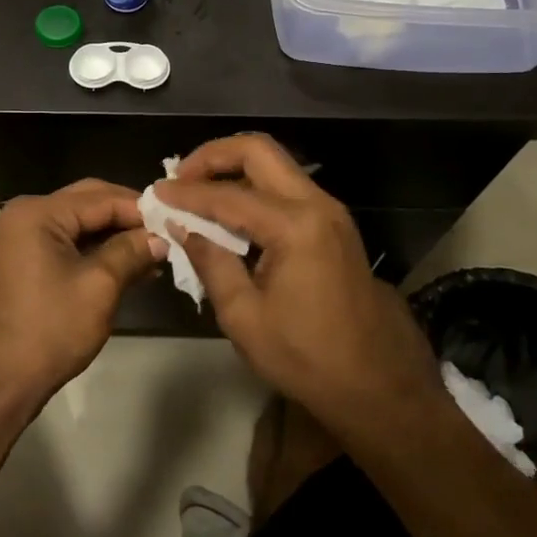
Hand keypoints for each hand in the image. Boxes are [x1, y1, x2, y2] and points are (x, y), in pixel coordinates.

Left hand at [0, 179, 166, 411]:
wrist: (4, 380)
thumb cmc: (52, 329)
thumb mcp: (100, 286)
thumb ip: (131, 251)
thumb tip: (162, 237)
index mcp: (37, 213)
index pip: (100, 198)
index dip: (140, 209)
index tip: (175, 219)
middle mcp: (26, 214)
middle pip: (89, 202)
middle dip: (128, 217)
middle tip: (166, 231)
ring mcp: (23, 236)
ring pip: (81, 223)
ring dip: (116, 235)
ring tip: (156, 251)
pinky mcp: (27, 258)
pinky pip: (69, 242)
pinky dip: (98, 250)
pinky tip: (132, 265)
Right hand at [155, 135, 439, 437]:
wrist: (379, 385)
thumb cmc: (307, 357)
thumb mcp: (245, 317)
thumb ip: (211, 262)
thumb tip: (182, 227)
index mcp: (295, 226)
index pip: (227, 195)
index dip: (187, 193)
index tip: (156, 193)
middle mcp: (317, 204)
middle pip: (259, 151)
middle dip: (214, 156)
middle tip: (181, 177)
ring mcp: (331, 212)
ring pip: (275, 165)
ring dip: (234, 169)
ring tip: (198, 191)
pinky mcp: (334, 225)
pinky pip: (287, 188)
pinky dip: (254, 188)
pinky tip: (230, 213)